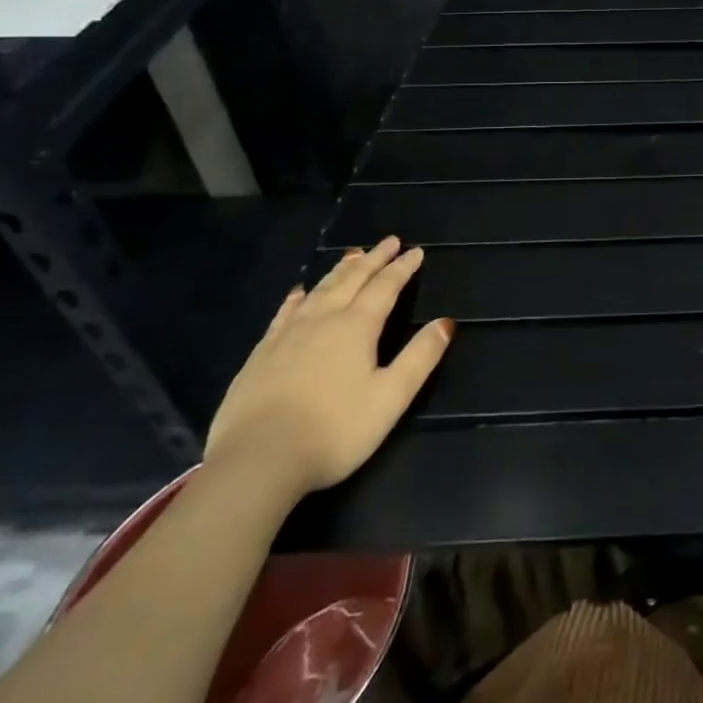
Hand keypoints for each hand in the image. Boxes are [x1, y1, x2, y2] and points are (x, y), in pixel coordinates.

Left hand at [205, 236, 452, 499]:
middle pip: (352, 280)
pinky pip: (284, 313)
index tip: (416, 251)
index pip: (385, 287)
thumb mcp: (390, 398)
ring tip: (352, 255)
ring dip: (340, 270)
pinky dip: (298, 297)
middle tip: (389, 241)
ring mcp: (287, 336)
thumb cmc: (334, 430)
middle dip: (374, 259)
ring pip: (319, 290)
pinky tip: (299, 292)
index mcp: (357, 327)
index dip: (402, 268)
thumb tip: (446, 322)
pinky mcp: (260, 355)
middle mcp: (323, 320)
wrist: (256, 461)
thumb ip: (420, 357)